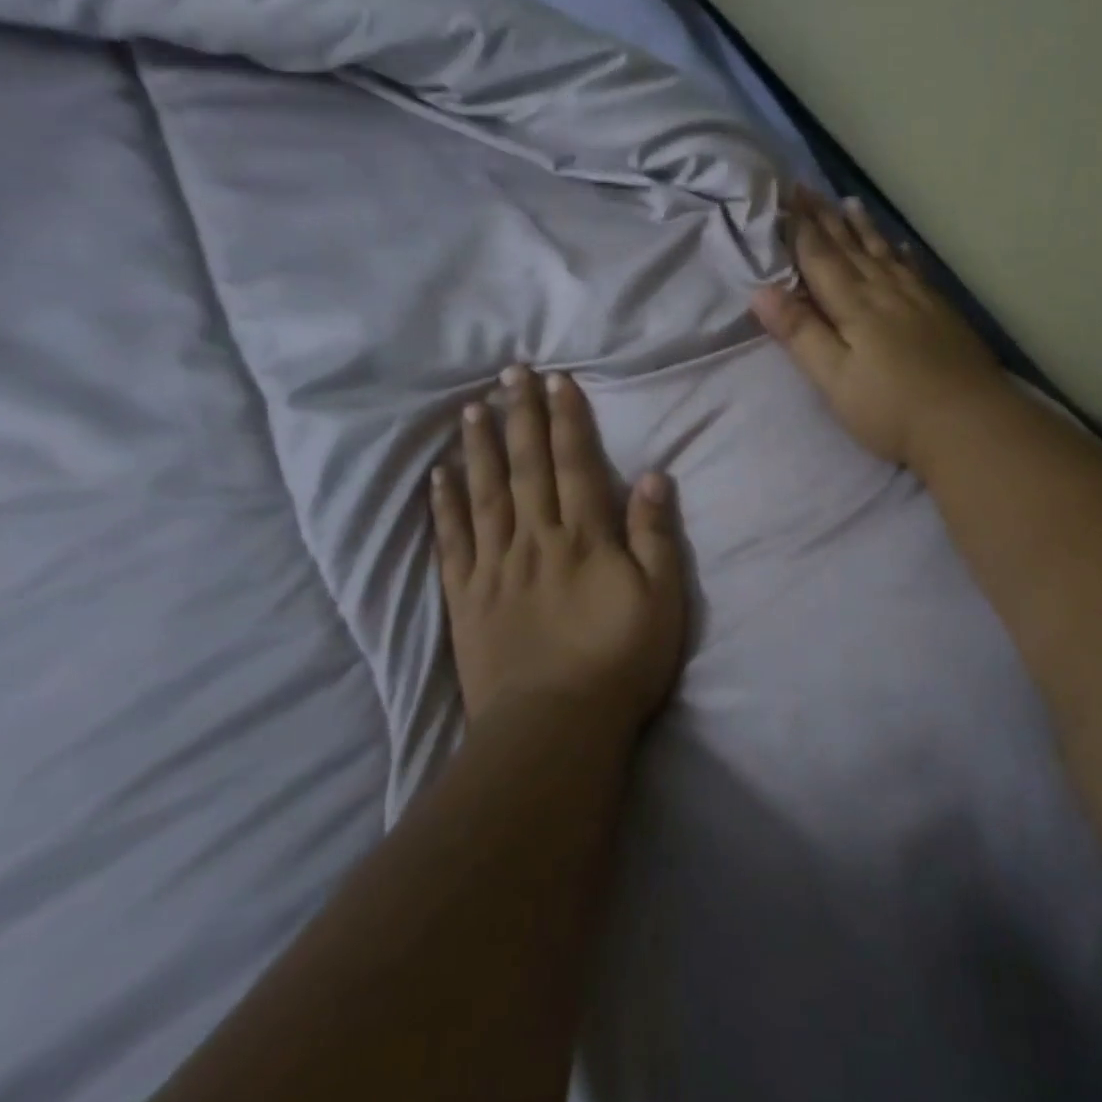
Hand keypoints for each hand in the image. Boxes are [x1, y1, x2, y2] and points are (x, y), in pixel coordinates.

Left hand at [431, 366, 684, 732]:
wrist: (554, 727)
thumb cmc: (619, 663)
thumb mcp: (661, 601)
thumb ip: (655, 536)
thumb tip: (654, 476)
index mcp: (584, 538)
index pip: (575, 465)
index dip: (568, 420)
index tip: (558, 381)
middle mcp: (535, 540)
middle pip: (527, 468)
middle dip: (521, 417)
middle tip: (511, 374)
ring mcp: (495, 567)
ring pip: (486, 494)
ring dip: (481, 449)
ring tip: (472, 409)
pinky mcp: (466, 597)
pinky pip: (453, 542)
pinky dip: (445, 506)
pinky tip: (440, 476)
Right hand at [751, 191, 1003, 467]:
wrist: (969, 424)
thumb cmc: (890, 410)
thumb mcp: (834, 378)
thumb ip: (800, 333)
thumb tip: (762, 291)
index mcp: (854, 306)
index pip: (820, 258)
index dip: (801, 229)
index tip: (786, 198)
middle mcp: (885, 292)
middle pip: (851, 248)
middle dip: (826, 218)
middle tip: (808, 188)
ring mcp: (918, 300)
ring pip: (884, 253)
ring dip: (863, 228)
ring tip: (849, 202)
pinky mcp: (942, 314)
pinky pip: (915, 270)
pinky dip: (903, 254)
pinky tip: (901, 246)